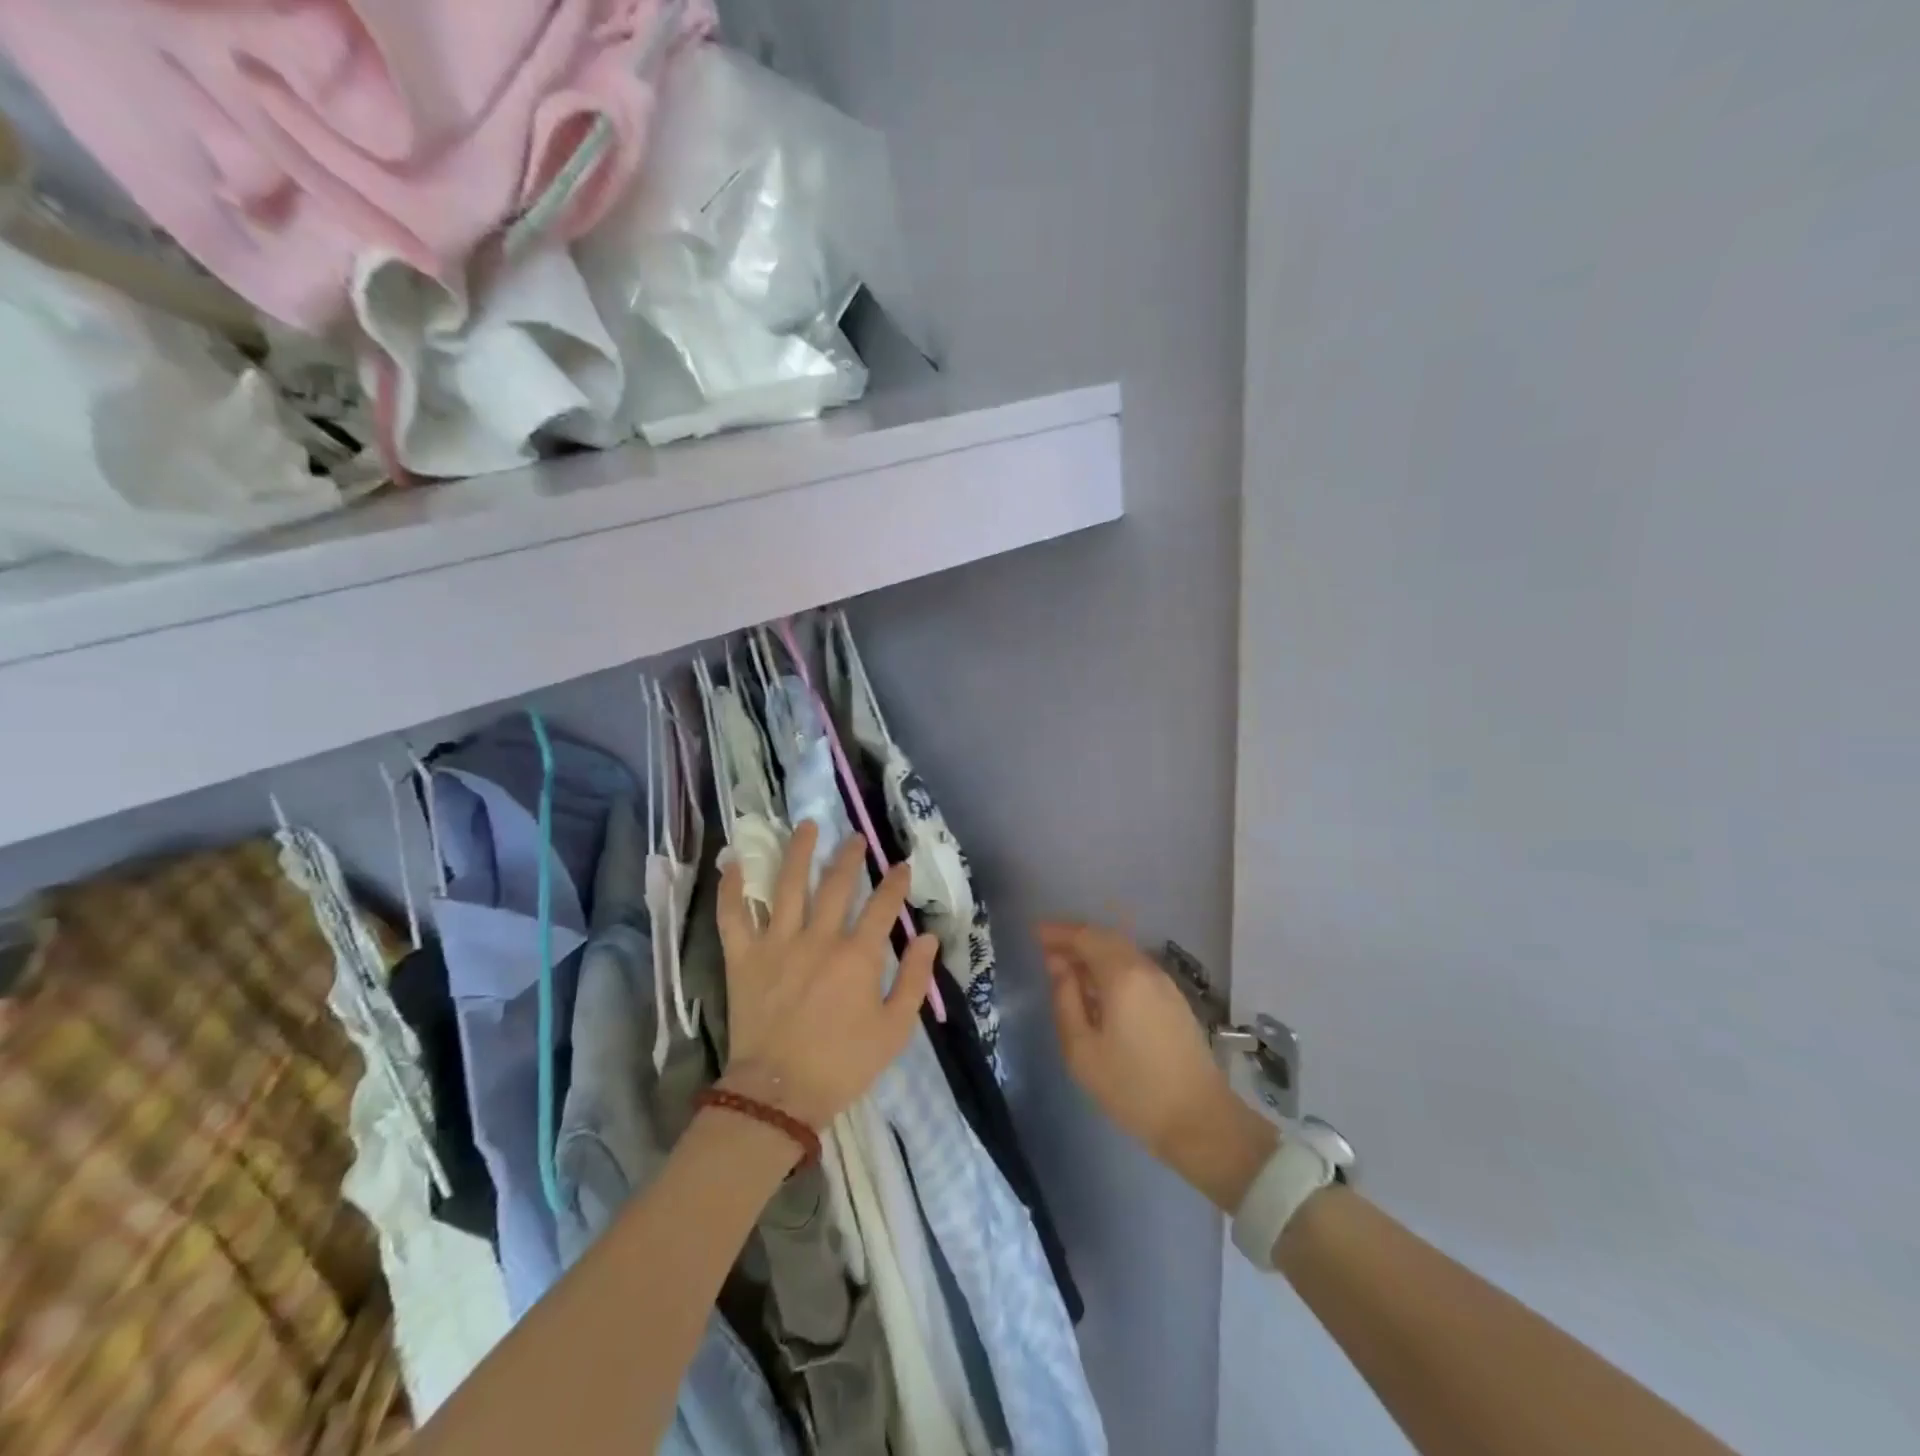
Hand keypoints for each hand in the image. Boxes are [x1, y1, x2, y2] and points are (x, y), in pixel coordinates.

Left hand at [718, 821, 936, 1129]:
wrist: (778, 1095)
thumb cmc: (843, 1065)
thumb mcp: (894, 1030)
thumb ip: (913, 980)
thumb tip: (928, 937)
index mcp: (857, 956)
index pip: (882, 905)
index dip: (895, 882)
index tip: (902, 864)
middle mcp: (818, 938)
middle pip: (836, 884)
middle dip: (850, 856)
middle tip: (855, 837)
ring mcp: (777, 944)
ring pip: (787, 885)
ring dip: (798, 852)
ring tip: (806, 826)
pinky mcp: (743, 958)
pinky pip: (733, 915)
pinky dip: (731, 888)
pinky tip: (734, 862)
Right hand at [1039, 921, 1277, 1210]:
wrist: (1199, 1119)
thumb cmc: (1132, 1088)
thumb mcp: (1082, 1050)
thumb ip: (1065, 1000)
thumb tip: (1058, 965)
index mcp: (1122, 976)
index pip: (1085, 937)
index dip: (1058, 932)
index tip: (1034, 932)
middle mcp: (1145, 968)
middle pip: (1106, 938)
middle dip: (1075, 938)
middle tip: (1046, 948)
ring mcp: (1164, 983)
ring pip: (1123, 951)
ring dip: (1094, 951)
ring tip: (1068, 967)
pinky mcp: (1174, 999)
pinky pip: (1135, 967)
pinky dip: (1111, 965)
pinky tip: (1098, 987)